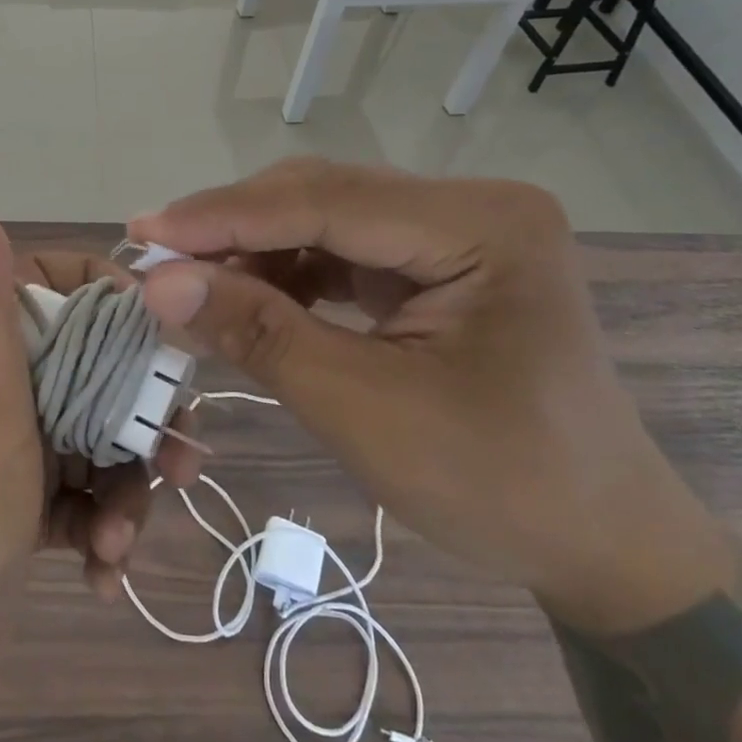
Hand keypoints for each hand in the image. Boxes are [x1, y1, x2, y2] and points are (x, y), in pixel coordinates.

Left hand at [0, 201, 204, 641]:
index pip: (54, 288)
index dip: (108, 298)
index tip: (156, 333)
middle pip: (96, 372)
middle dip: (140, 418)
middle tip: (181, 459)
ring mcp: (13, 454)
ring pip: (99, 441)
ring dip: (126, 489)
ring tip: (125, 540)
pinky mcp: (25, 511)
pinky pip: (84, 499)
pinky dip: (103, 531)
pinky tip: (103, 574)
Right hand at [129, 159, 733, 634]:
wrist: (600, 544)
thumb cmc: (497, 485)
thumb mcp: (363, 409)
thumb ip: (258, 334)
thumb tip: (156, 283)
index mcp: (483, 225)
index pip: (325, 201)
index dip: (223, 217)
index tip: (142, 233)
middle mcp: (473, 206)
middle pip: (322, 196)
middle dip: (232, 230)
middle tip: (154, 262)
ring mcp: (458, 232)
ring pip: (324, 219)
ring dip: (252, 251)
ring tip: (188, 284)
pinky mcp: (439, 262)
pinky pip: (342, 250)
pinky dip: (285, 273)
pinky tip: (245, 297)